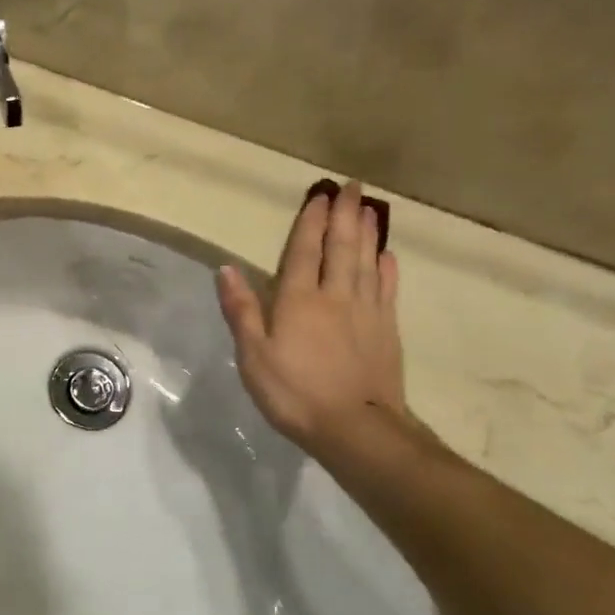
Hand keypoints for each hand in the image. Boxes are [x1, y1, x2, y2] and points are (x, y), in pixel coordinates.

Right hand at [216, 183, 409, 460]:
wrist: (355, 428)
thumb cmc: (294, 393)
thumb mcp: (253, 355)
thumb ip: (242, 310)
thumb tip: (226, 268)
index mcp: (298, 300)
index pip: (304, 251)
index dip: (310, 222)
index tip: (319, 195)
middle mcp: (335, 295)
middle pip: (341, 247)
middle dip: (345, 215)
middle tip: (353, 187)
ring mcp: (366, 312)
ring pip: (367, 261)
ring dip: (367, 233)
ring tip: (369, 208)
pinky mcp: (386, 330)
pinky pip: (387, 289)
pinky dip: (387, 268)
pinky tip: (388, 255)